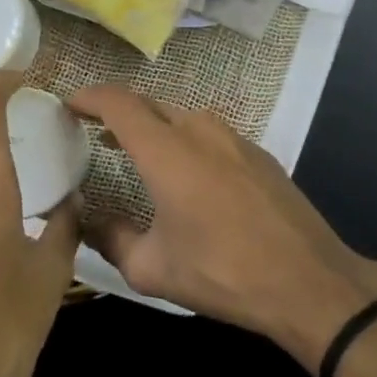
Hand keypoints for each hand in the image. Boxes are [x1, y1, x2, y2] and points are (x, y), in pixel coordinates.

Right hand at [68, 85, 376, 368]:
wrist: (307, 279)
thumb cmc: (222, 271)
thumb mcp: (153, 268)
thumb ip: (111, 239)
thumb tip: (87, 221)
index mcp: (166, 149)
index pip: (118, 103)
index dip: (89, 97)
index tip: (69, 103)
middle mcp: (199, 129)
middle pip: (149, 104)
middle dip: (118, 111)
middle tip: (94, 130)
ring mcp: (234, 137)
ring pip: (181, 117)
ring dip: (154, 127)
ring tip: (136, 152)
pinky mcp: (258, 152)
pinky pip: (210, 134)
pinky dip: (185, 141)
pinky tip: (186, 173)